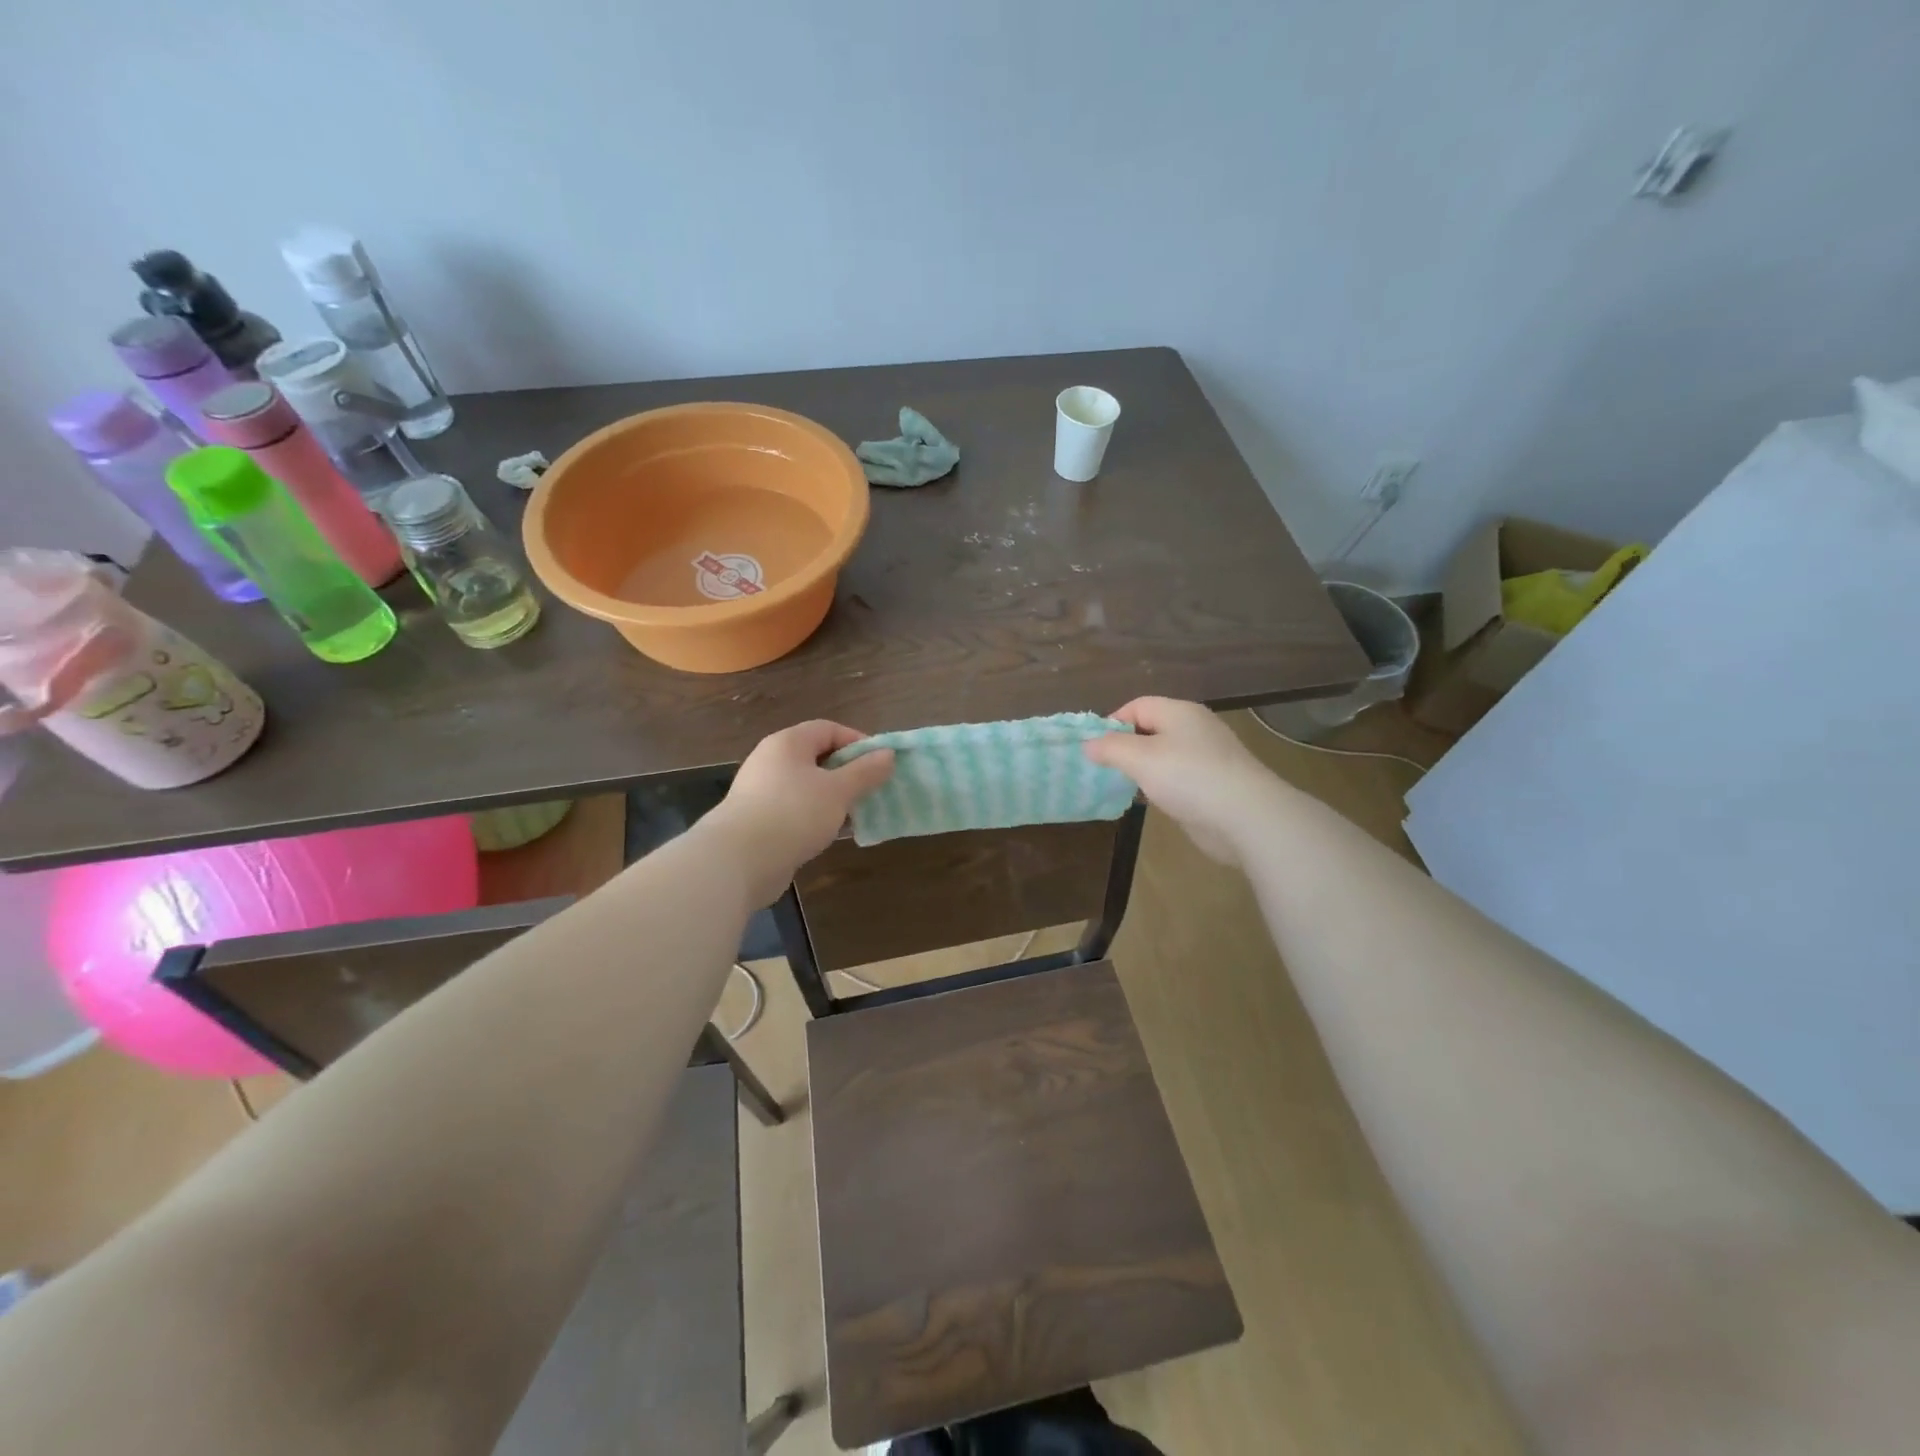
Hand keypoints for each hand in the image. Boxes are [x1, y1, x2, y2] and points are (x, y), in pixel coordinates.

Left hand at [706, 721, 894, 903]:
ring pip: (808, 786)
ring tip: (858, 814)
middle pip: (818, 757)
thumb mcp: (838, 790)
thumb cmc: (793, 814)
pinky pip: (796, 810)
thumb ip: (865, 771)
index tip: (880, 764)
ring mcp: (763, 791)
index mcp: (788, 743)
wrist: (738, 861)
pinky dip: (817, 817)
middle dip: (848, 772)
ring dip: (834, 798)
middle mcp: (772, 760)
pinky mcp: (760, 820)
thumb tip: (888, 754)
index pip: (828, 729)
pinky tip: (833, 833)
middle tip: (872, 790)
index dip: (857, 742)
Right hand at [1084, 697, 1282, 863]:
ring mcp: (1207, 757)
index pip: (1138, 706)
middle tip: (1103, 769)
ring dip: (1142, 769)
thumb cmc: (1188, 777)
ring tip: (1122, 786)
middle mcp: (1195, 729)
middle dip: (1125, 747)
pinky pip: (1178, 778)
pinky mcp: (1213, 784)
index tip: (1094, 748)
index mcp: (1180, 712)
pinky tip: (1150, 801)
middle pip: (1151, 729)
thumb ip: (1110, 748)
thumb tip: (1087, 744)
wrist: (1245, 817)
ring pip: (1164, 756)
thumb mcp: (1140, 759)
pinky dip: (1161, 786)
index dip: (1112, 722)